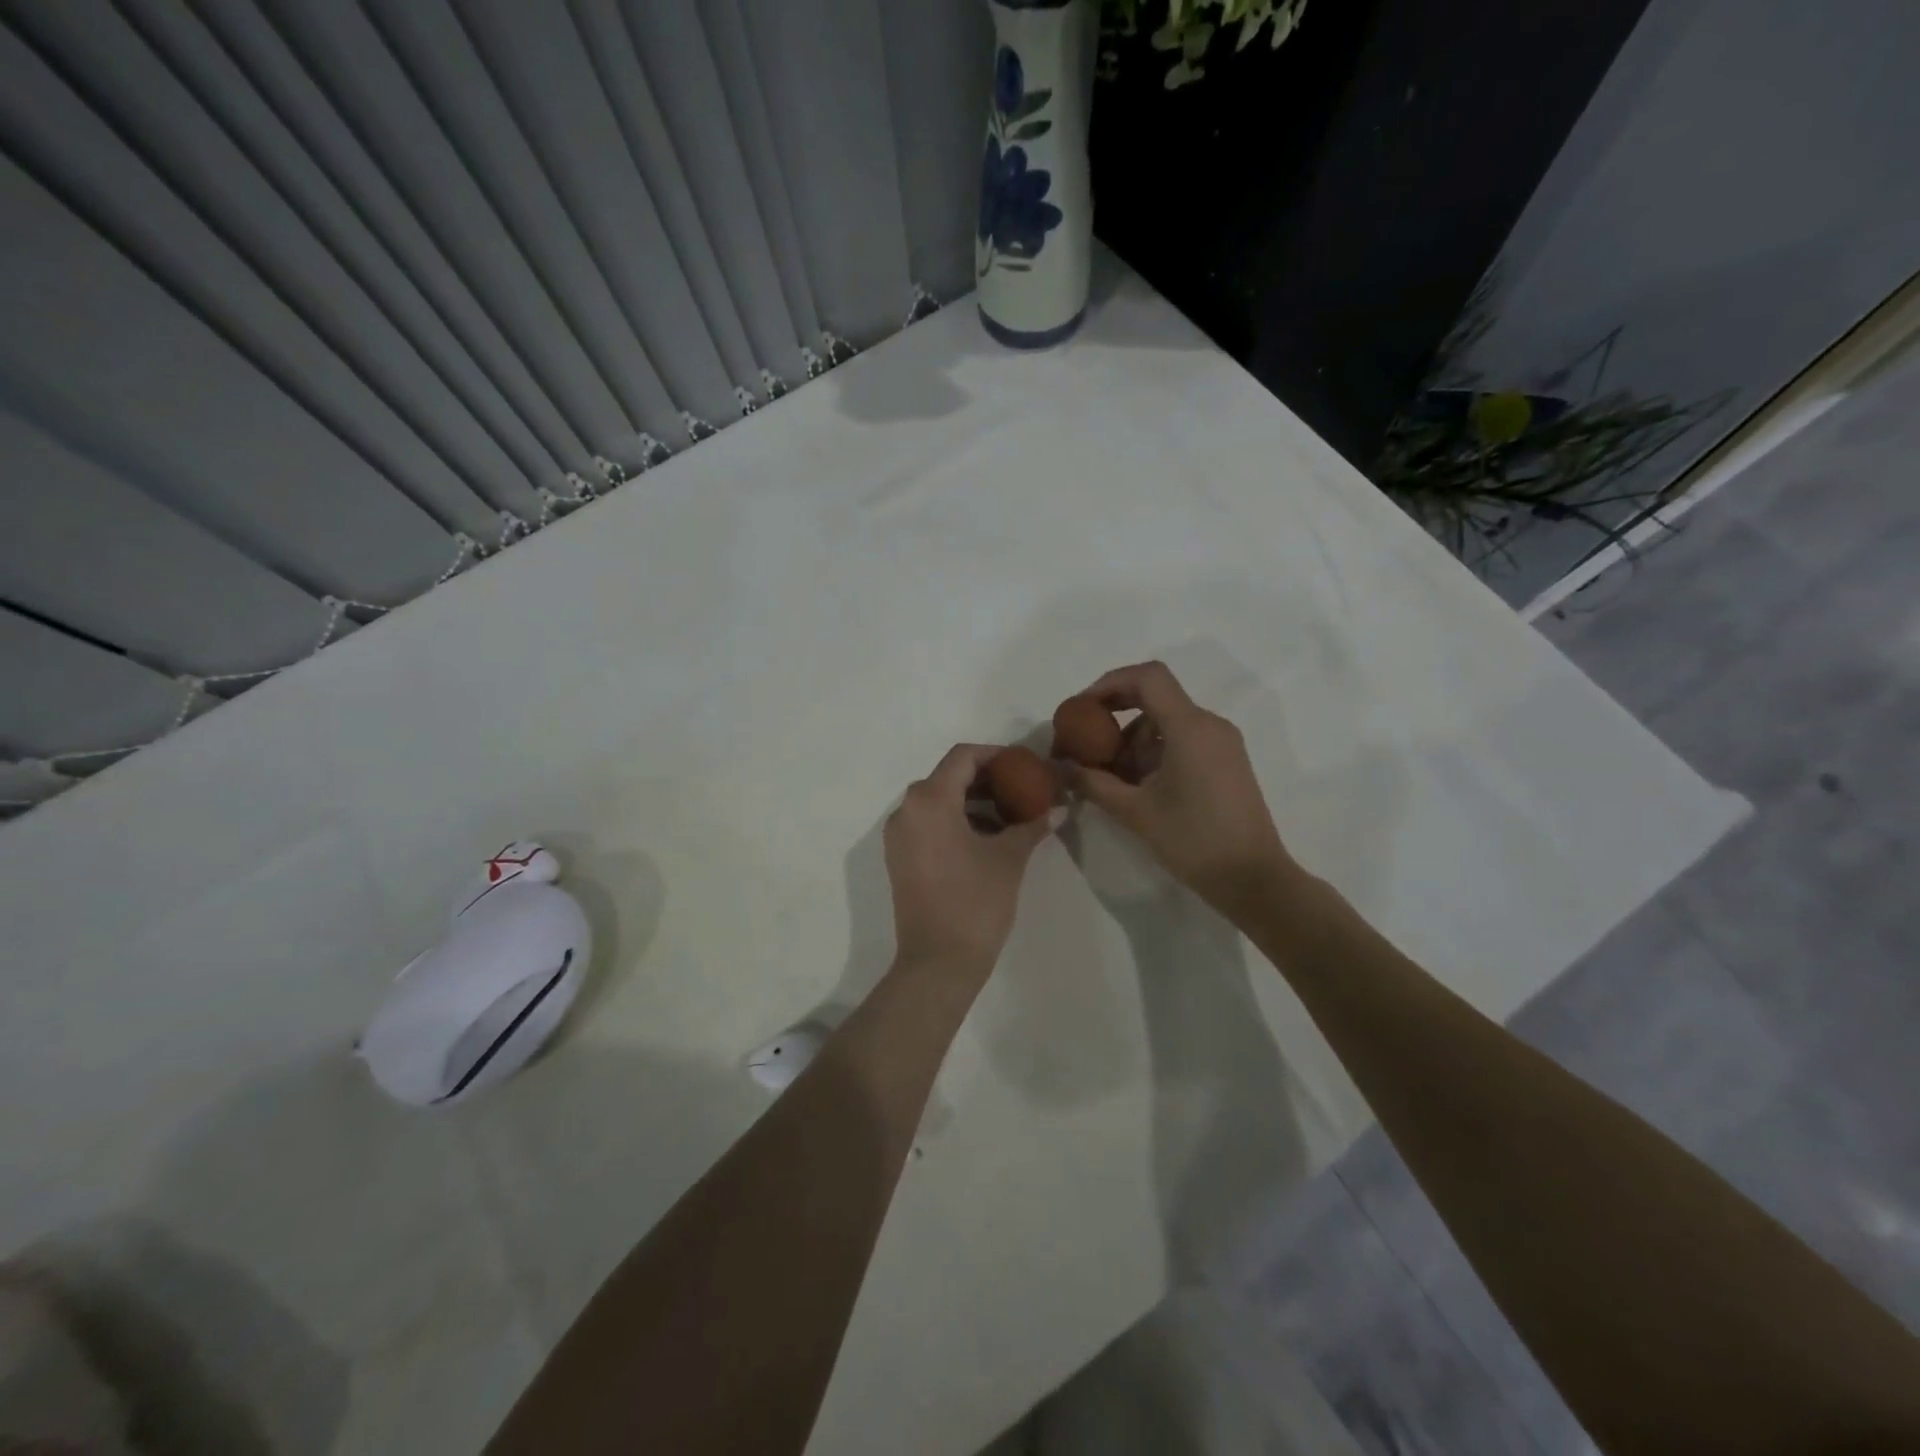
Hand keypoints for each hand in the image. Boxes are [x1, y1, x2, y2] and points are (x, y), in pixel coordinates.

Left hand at [885, 744, 1055, 978]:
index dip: (995, 755)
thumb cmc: (975, 902)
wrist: (938, 962)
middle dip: (985, 779)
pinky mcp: (899, 858)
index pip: (962, 757)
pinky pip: (927, 824)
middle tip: (1021, 788)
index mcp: (929, 800)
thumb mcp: (1009, 858)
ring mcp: (898, 836)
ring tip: (1009, 815)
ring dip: (971, 802)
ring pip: (937, 802)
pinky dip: (955, 821)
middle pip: (948, 777)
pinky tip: (986, 838)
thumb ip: (1032, 826)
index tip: (1022, 764)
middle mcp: (906, 810)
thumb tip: (1060, 808)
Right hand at [1066, 661, 1297, 918]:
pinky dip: (1153, 752)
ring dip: (1132, 739)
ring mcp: (1221, 743)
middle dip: (1115, 714)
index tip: (1082, 709)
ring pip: (1166, 722)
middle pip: (1154, 697)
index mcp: (1190, 727)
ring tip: (1108, 776)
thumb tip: (1060, 767)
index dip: (1109, 683)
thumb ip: (1093, 783)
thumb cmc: (1194, 841)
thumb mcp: (1135, 812)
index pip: (1147, 677)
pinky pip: (1182, 740)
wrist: (1252, 879)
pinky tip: (1136, 785)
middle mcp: (1209, 725)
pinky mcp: (1225, 762)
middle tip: (1085, 741)